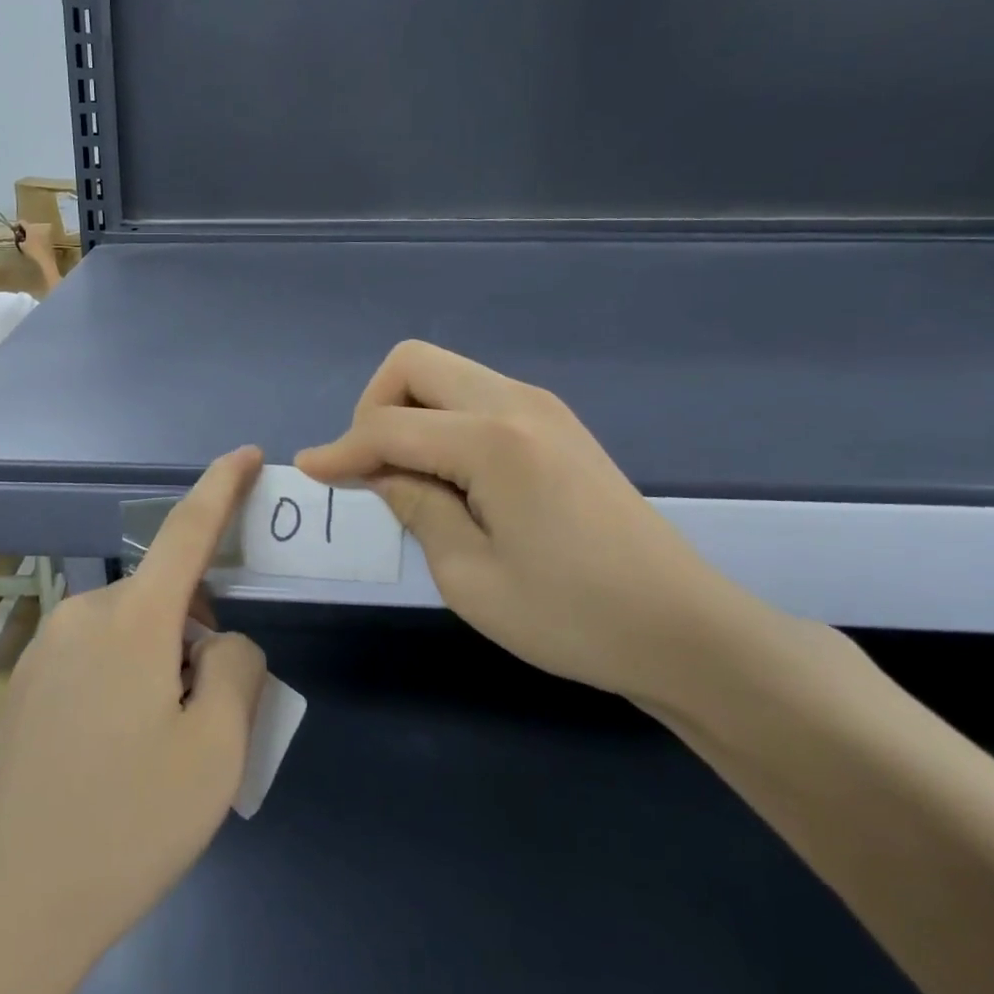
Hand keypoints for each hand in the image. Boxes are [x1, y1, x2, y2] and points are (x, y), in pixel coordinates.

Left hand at [0, 446, 268, 979]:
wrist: (7, 910)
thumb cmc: (126, 826)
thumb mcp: (215, 751)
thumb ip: (236, 670)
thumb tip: (222, 642)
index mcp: (133, 619)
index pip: (187, 530)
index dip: (222, 486)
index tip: (247, 454)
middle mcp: (83, 616)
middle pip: (164, 600)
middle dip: (197, 634)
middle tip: (209, 719)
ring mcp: (45, 651)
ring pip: (129, 633)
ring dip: (160, 665)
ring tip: (160, 752)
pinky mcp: (24, 687)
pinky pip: (94, 660)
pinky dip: (125, 683)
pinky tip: (115, 760)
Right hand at [17, 220, 57, 268]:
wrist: (46, 259)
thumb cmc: (32, 252)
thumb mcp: (22, 246)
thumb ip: (20, 240)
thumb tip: (20, 238)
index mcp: (30, 227)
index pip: (22, 222)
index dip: (17, 225)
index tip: (15, 230)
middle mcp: (39, 226)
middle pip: (30, 225)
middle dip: (26, 229)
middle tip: (22, 236)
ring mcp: (46, 230)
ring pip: (37, 229)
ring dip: (33, 232)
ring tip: (29, 240)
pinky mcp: (51, 236)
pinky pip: (42, 233)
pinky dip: (39, 236)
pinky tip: (36, 242)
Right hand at [297, 341, 761, 706]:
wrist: (685, 630)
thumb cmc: (572, 617)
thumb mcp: (469, 576)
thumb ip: (413, 505)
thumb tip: (369, 470)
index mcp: (493, 440)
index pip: (388, 425)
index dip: (340, 450)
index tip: (309, 474)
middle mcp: (516, 402)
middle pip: (412, 364)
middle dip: (373, 408)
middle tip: (371, 469)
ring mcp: (541, 407)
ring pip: (444, 373)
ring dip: (408, 412)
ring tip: (407, 477)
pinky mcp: (555, 423)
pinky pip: (474, 395)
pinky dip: (441, 420)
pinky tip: (449, 475)